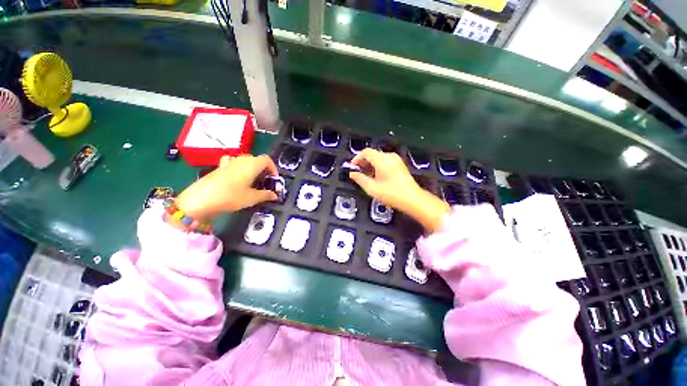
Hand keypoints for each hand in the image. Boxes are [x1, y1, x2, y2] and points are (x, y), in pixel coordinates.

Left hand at [174, 155, 277, 221]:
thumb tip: (275, 195)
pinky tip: (236, 176)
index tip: (274, 179)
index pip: (267, 160)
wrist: (200, 199)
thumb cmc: (231, 196)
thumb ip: (265, 195)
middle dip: (264, 169)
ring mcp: (229, 162)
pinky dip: (238, 167)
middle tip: (265, 182)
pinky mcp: (219, 167)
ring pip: (245, 160)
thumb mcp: (251, 198)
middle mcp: (241, 159)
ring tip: (252, 180)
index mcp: (252, 164)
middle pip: (257, 159)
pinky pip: (233, 163)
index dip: (273, 168)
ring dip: (252, 168)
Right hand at [350, 148, 449, 233]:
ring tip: (366, 175)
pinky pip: (385, 161)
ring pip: (379, 158)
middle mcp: (390, 157)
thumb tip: (353, 174)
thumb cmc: (392, 194)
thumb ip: (360, 179)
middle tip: (358, 172)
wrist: (412, 199)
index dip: (357, 158)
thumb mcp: (372, 188)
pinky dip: (378, 166)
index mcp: (382, 160)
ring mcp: (396, 160)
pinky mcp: (399, 165)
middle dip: (363, 162)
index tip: (353, 166)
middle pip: (372, 154)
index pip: (366, 152)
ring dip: (370, 164)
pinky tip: (376, 176)